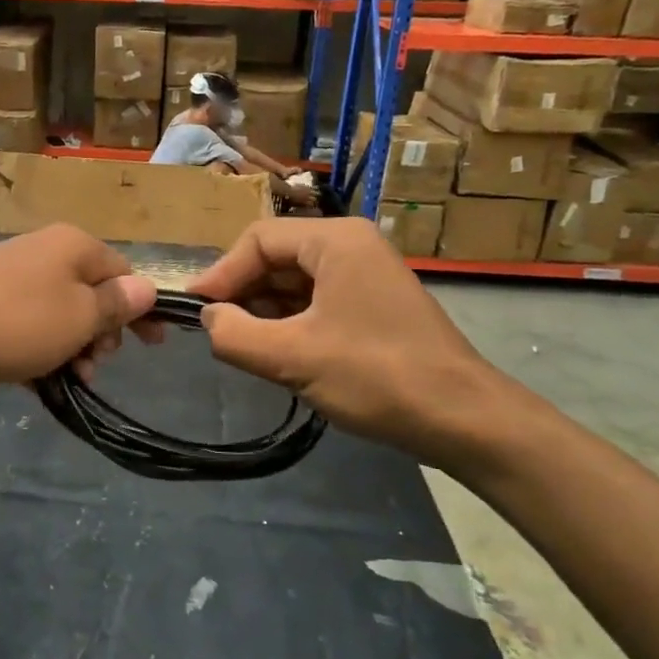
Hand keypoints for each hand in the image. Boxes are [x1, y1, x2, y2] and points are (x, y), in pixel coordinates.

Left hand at [0, 224, 157, 397]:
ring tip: (69, 381)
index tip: (153, 347)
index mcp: (73, 246)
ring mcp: (11, 280)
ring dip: (72, 350)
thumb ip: (116, 303)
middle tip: (93, 364)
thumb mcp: (78, 316)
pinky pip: (28, 329)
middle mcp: (44, 254)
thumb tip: (147, 287)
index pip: (123, 272)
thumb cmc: (14, 322)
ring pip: (60, 317)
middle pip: (91, 294)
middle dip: (101, 334)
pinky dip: (39, 354)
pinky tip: (37, 383)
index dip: (140, 309)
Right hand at [186, 217, 513, 471]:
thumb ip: (235, 335)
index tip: (194, 311)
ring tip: (243, 346)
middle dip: (243, 293)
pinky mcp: (374, 304)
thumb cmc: (375, 376)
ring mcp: (367, 274)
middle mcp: (351, 245)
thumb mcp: (292, 357)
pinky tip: (278, 352)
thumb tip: (207, 320)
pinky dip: (291, 321)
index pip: (258, 240)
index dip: (220, 274)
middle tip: (216, 332)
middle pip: (277, 257)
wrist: (463, 419)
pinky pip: (317, 300)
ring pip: (295, 281)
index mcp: (335, 239)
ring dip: (264, 311)